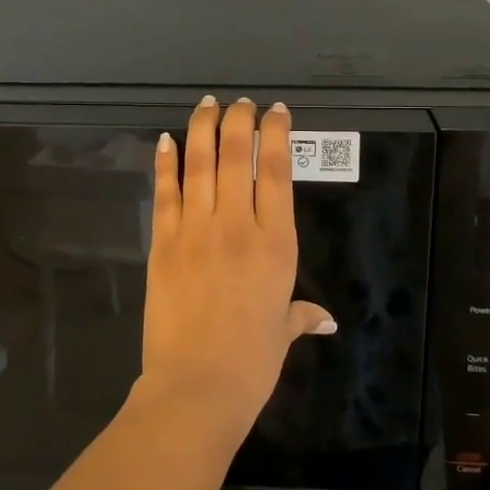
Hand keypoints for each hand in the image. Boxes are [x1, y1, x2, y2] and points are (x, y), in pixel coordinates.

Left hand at [135, 96, 335, 442]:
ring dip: (203, 129)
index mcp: (276, 243)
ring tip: (207, 104)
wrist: (196, 386)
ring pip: (200, 165)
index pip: (277, 172)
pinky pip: (165, 193)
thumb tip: (325, 320)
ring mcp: (196, 231)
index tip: (275, 112)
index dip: (276, 135)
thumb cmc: (251, 361)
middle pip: (236, 157)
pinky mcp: (163, 243)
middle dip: (239, 121)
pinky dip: (165, 163)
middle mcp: (237, 226)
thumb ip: (301, 316)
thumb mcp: (282, 332)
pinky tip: (166, 140)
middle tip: (240, 103)